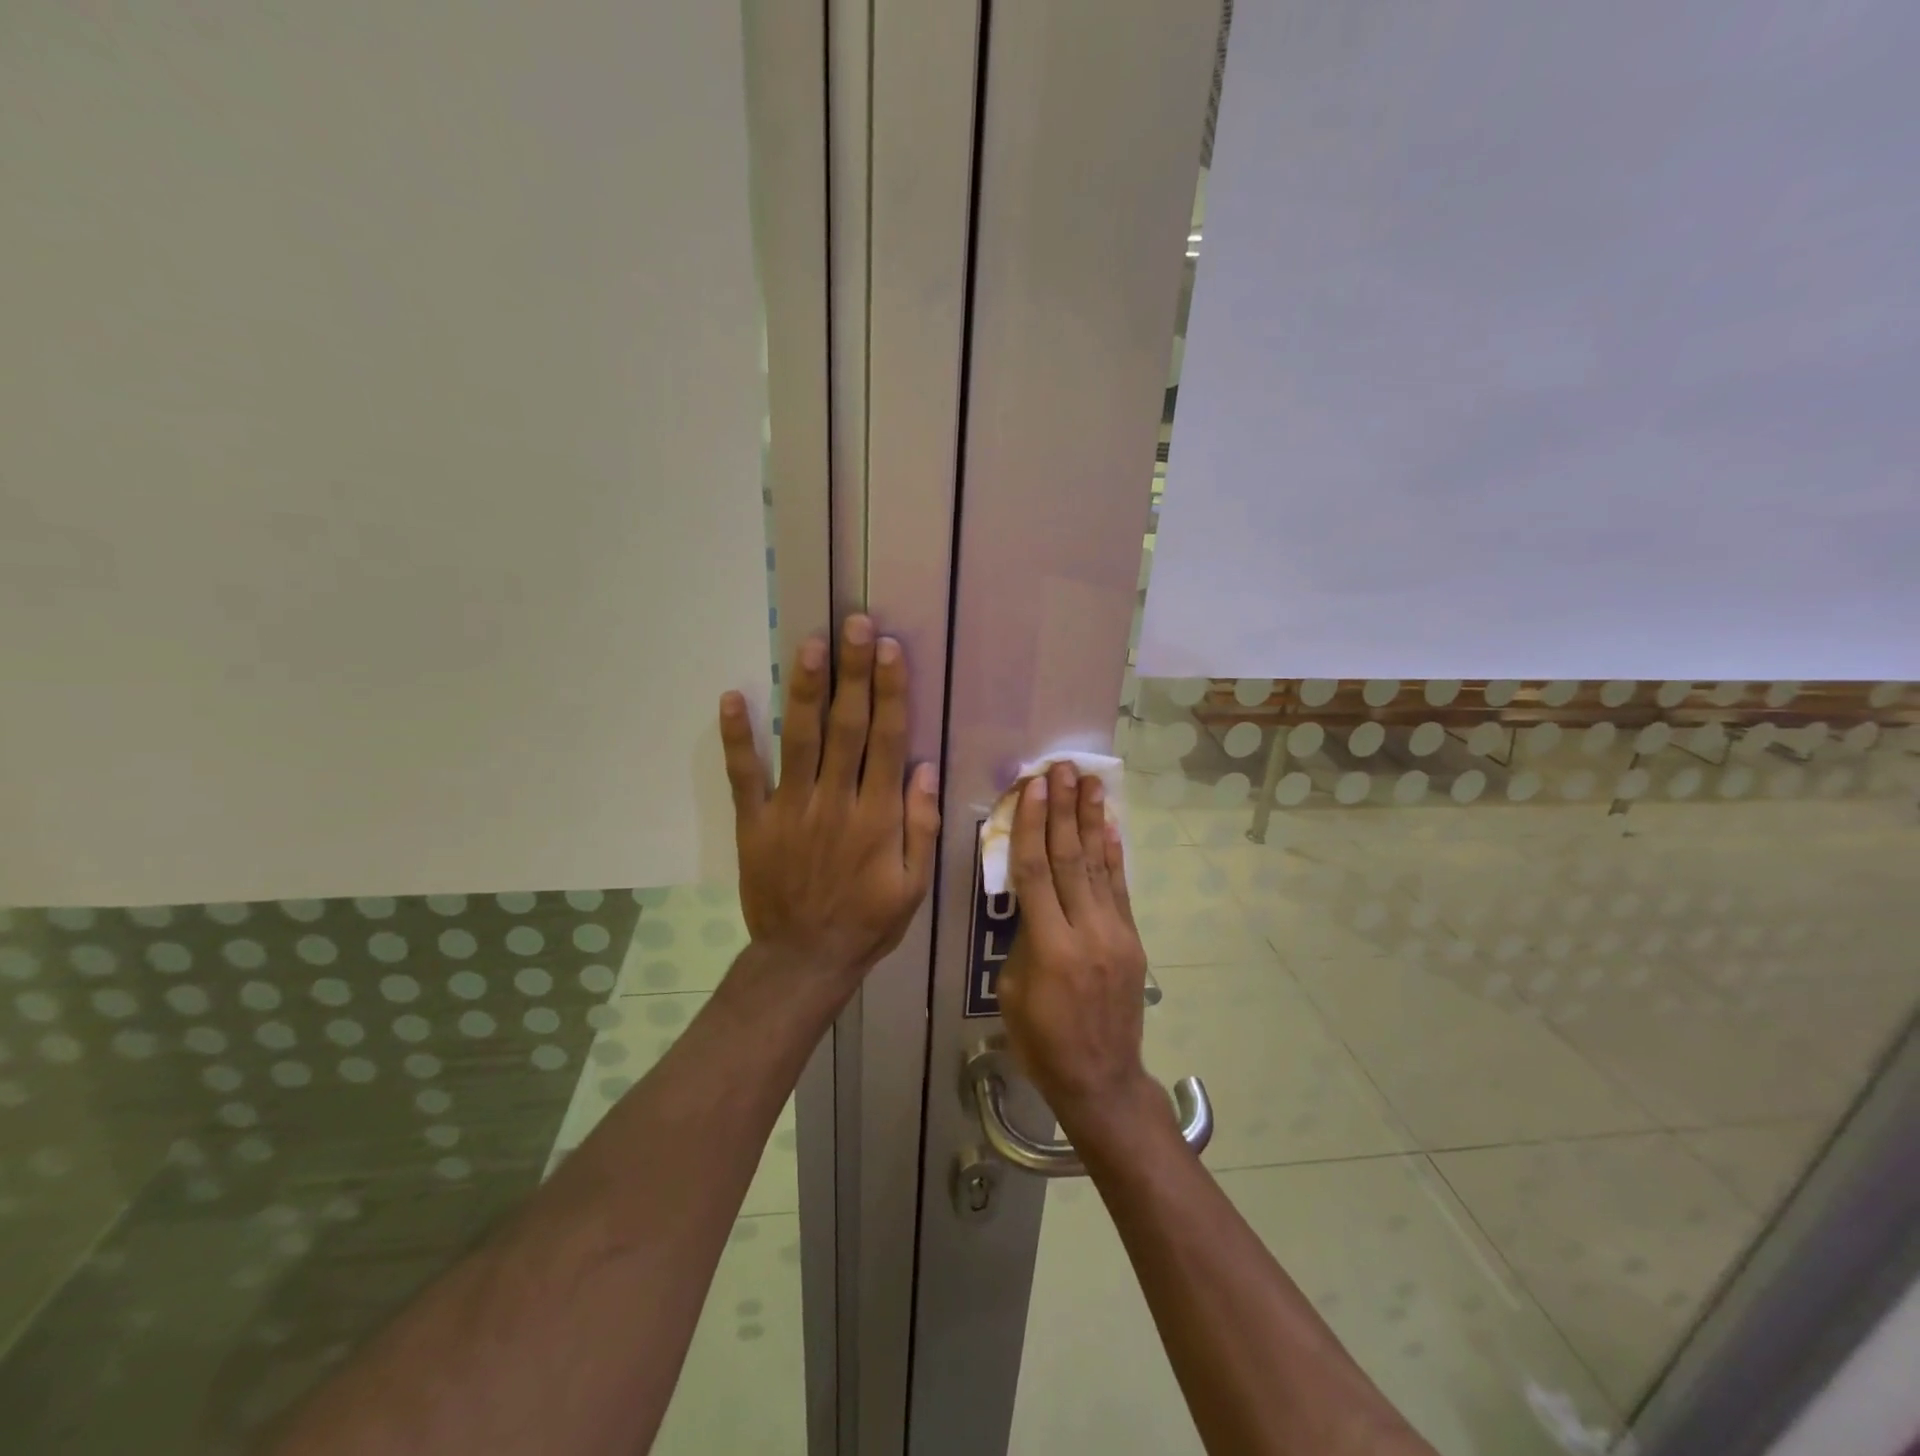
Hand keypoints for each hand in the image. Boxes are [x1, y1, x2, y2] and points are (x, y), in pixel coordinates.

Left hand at [718, 615, 939, 985]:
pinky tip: (733, 697)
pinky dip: (737, 738)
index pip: (886, 741)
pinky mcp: (754, 824)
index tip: (889, 650)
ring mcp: (789, 811)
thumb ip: (922, 825)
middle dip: (853, 672)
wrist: (804, 961)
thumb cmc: (868, 922)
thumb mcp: (915, 885)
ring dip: (806, 690)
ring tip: (811, 643)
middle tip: (854, 624)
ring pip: (799, 741)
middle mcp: (834, 803)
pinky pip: (743, 776)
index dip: (889, 692)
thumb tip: (926, 767)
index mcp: (876, 817)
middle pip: (846, 727)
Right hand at [997, 762, 1154, 1132]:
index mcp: (1050, 947)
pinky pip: (1120, 889)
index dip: (1033, 825)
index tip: (1034, 787)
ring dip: (1093, 821)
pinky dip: (1114, 855)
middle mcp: (1087, 931)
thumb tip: (1032, 900)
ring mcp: (1116, 934)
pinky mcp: (1132, 940)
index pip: (1037, 871)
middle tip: (1064, 768)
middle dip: (1066, 809)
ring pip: (1099, 866)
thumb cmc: (1042, 1041)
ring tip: (1091, 782)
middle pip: (1071, 858)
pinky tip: (1110, 827)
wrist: (1102, 1079)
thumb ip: (1023, 938)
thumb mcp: (1012, 992)